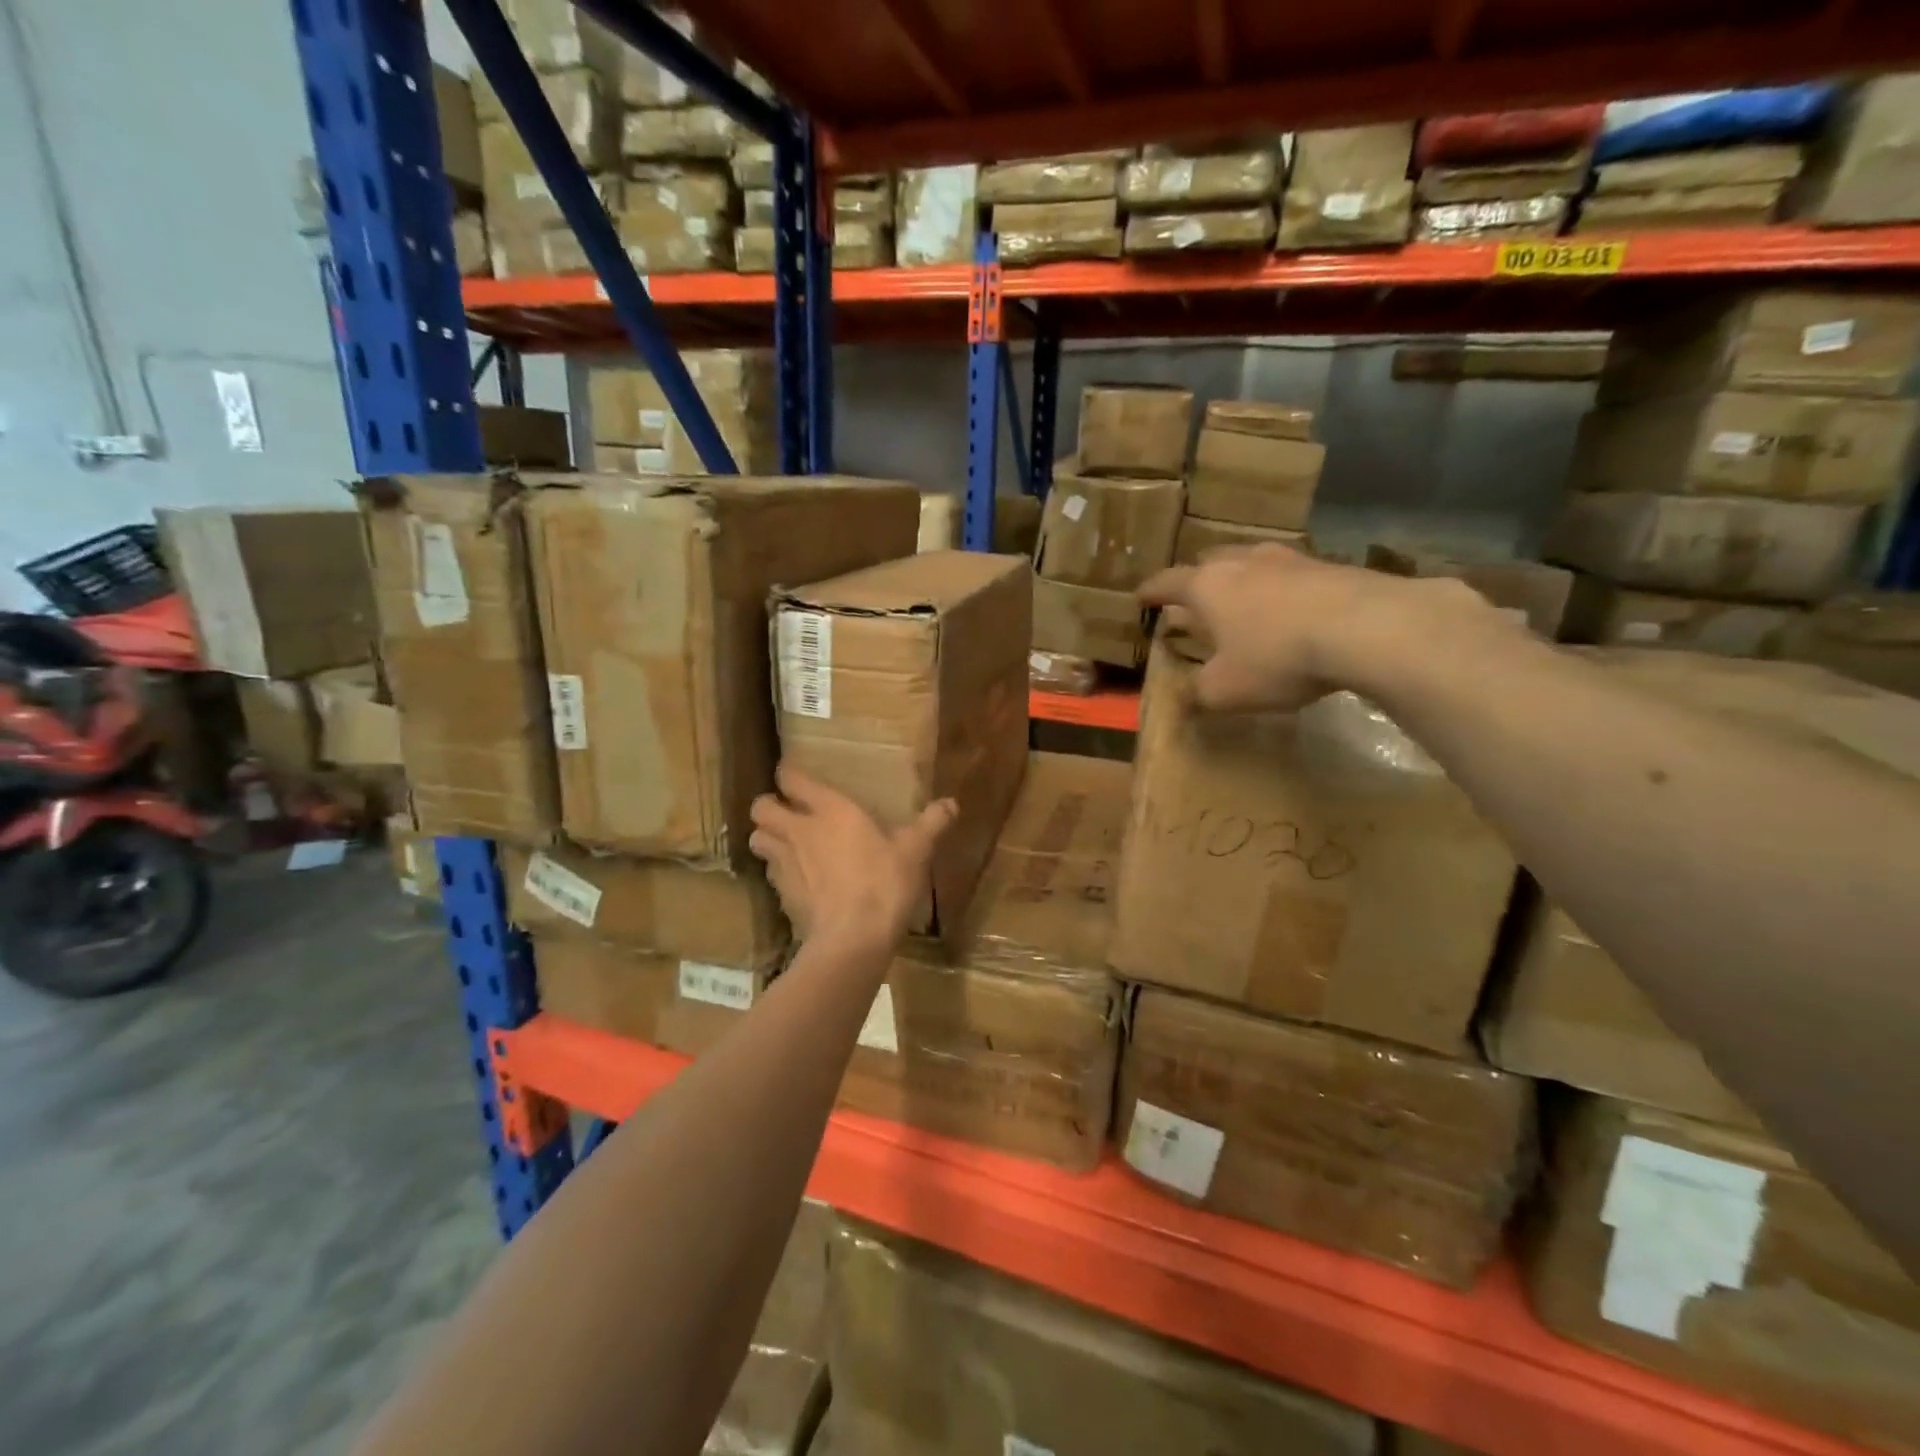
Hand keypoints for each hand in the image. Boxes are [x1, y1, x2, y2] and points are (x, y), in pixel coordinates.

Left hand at [748, 765, 957, 951]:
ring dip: (767, 838)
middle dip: (769, 807)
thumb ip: (931, 823)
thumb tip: (951, 803)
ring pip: (757, 839)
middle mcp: (799, 830)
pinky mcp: (781, 895)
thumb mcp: (916, 851)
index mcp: (830, 810)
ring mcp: (784, 863)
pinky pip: (769, 873)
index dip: (789, 775)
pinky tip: (798, 881)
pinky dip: (778, 872)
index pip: (791, 778)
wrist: (853, 940)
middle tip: (786, 813)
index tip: (796, 778)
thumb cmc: (885, 883)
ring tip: (786, 845)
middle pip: (760, 807)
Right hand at [1138, 543, 1490, 711]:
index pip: (1166, 583)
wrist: (1367, 628)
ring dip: (1242, 582)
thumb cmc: (1276, 657)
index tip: (1140, 598)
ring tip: (1244, 604)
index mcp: (1207, 586)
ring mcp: (1288, 559)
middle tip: (1195, 601)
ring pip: (1252, 563)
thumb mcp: (1225, 691)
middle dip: (1197, 580)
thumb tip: (1187, 697)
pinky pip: (1291, 575)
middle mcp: (1243, 562)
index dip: (1151, 593)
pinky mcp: (1329, 566)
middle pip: (1209, 562)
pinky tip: (1291, 613)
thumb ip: (1198, 694)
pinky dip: (1281, 591)